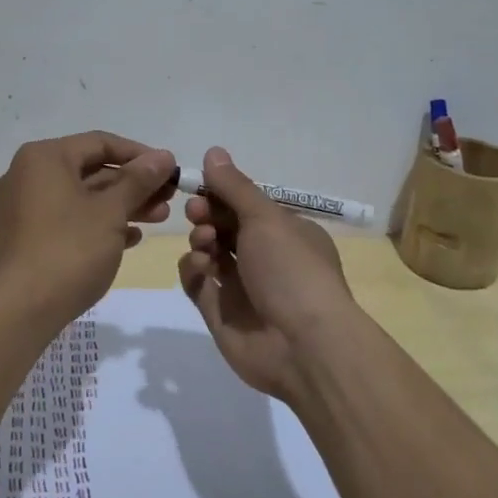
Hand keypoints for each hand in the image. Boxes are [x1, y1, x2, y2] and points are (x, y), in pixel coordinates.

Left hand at [0, 131, 177, 329]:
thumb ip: (140, 180)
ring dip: (122, 205)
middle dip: (134, 184)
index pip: (101, 142)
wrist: (19, 311)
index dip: (141, 155)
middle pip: (91, 170)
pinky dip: (98, 224)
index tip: (171, 171)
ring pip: (82, 197)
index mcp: (44, 158)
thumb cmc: (69, 250)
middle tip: (170, 198)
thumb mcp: (111, 211)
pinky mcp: (25, 237)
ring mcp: (23, 208)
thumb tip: (163, 156)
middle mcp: (28, 175)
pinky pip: (68, 220)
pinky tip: (130, 239)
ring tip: (159, 218)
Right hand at [177, 146, 361, 402]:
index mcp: (286, 232)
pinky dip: (194, 271)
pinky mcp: (221, 314)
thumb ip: (235, 187)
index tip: (202, 186)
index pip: (246, 204)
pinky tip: (201, 269)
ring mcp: (243, 287)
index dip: (221, 193)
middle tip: (198, 213)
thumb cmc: (291, 270)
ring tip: (205, 244)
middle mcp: (266, 257)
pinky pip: (198, 283)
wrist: (303, 346)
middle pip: (225, 226)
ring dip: (201, 240)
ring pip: (209, 252)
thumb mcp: (266, 219)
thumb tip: (213, 151)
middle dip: (207, 214)